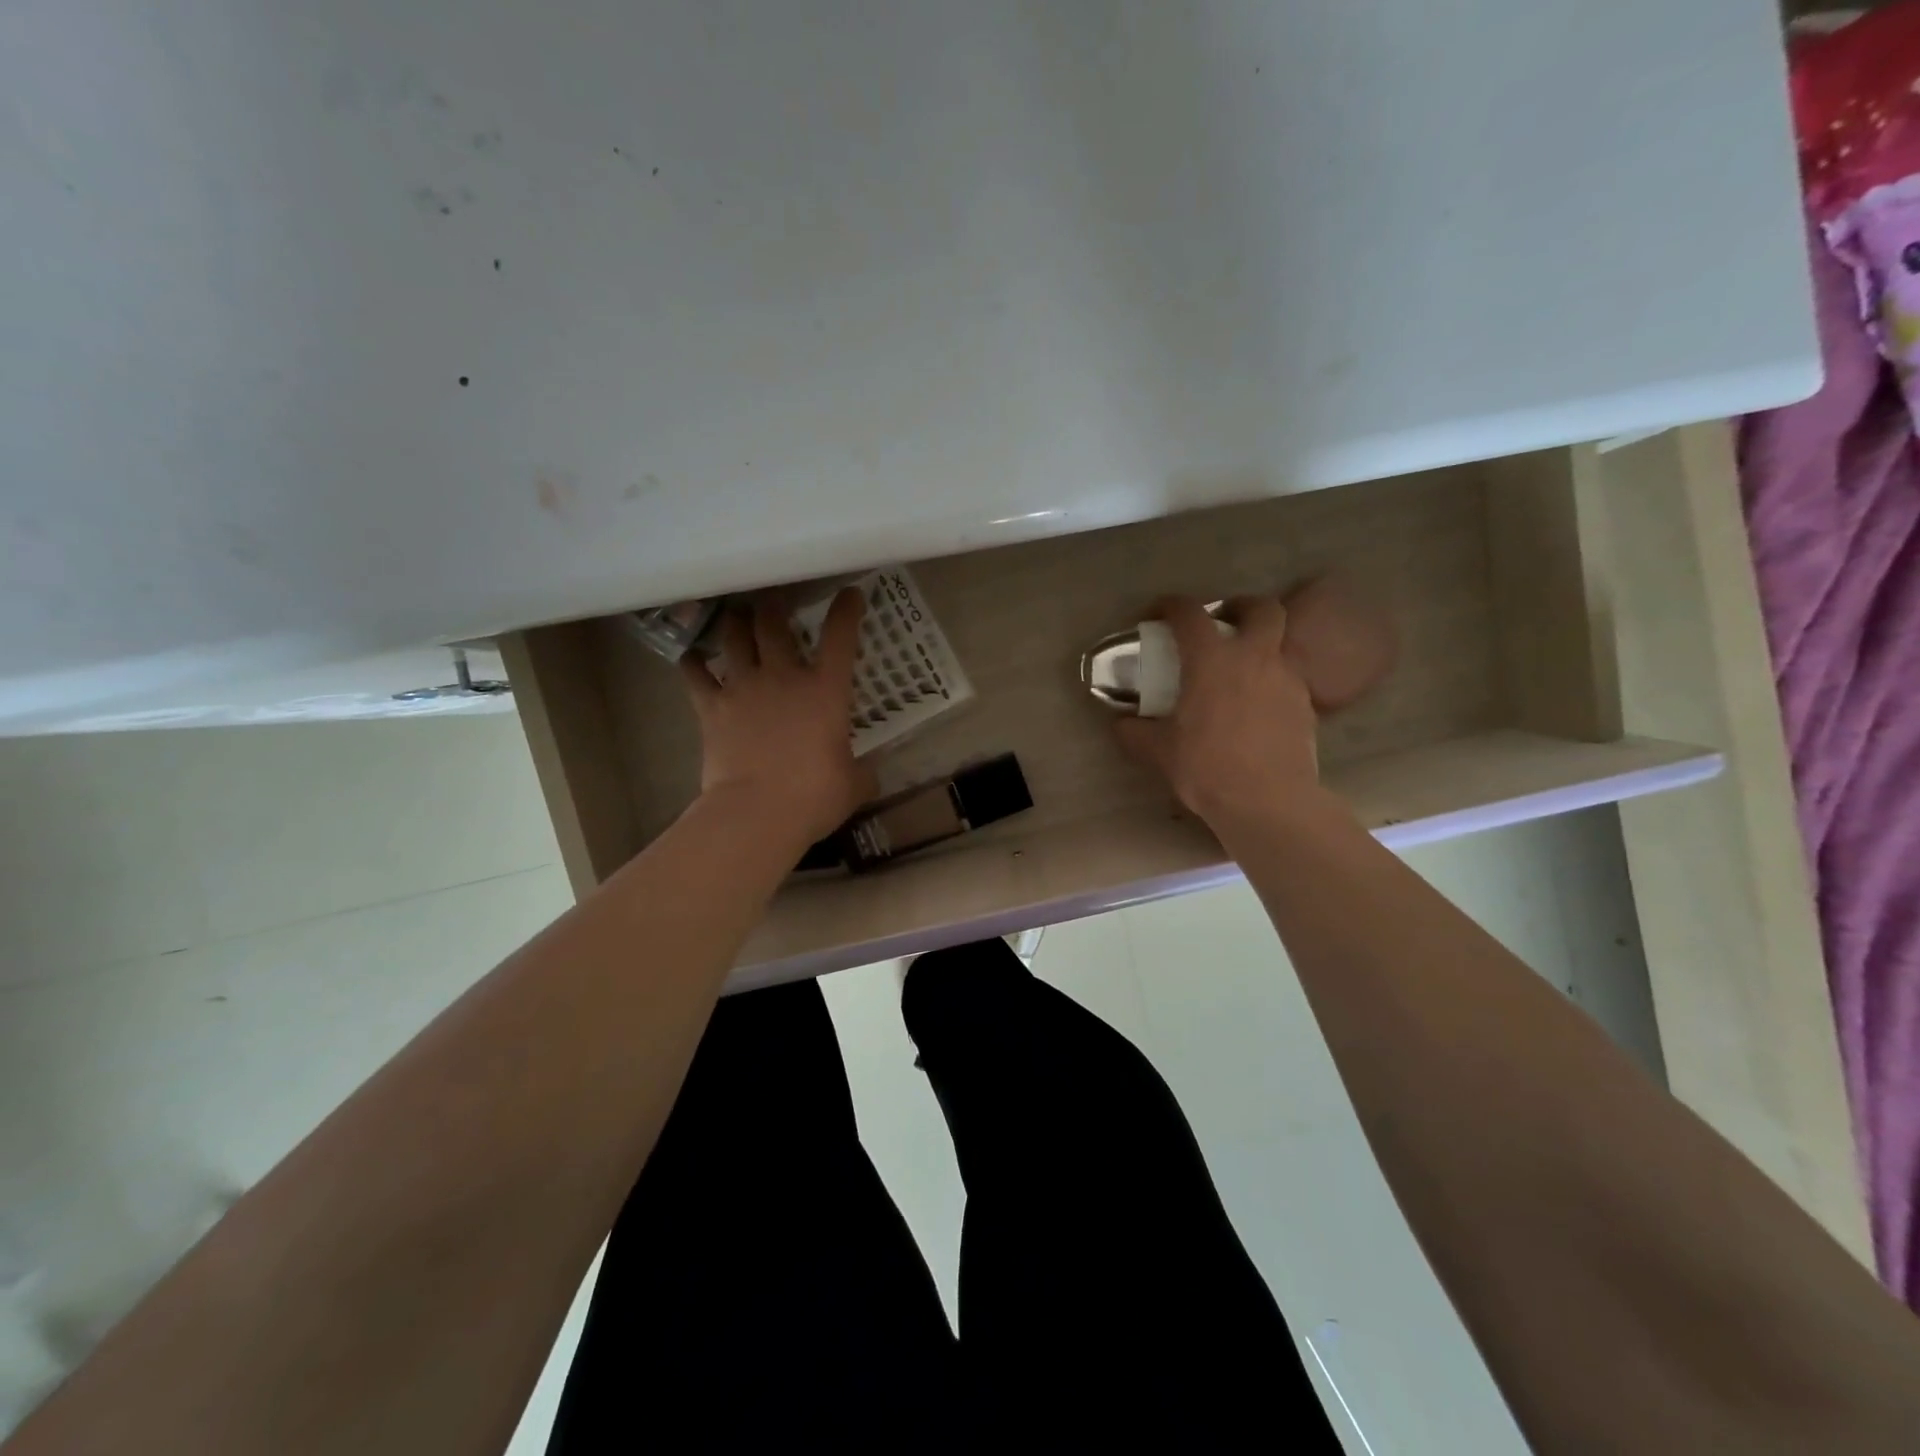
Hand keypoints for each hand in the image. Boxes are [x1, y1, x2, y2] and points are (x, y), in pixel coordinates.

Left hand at [679, 588, 876, 841]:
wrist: (757, 812)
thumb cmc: (814, 796)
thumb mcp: (853, 785)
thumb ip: (862, 771)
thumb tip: (868, 773)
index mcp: (825, 691)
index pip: (840, 637)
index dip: (846, 610)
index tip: (850, 593)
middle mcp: (783, 677)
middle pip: (773, 623)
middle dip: (774, 605)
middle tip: (773, 600)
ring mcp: (743, 688)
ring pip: (733, 637)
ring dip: (735, 623)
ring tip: (736, 615)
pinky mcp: (711, 708)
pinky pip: (695, 674)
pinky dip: (693, 662)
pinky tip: (692, 657)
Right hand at [1113, 594, 1325, 834]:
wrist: (1269, 801)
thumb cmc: (1207, 768)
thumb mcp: (1159, 751)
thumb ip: (1134, 732)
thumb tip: (1119, 723)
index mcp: (1212, 660)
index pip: (1190, 613)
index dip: (1171, 605)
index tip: (1158, 612)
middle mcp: (1255, 658)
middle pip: (1261, 609)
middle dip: (1241, 606)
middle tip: (1223, 621)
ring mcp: (1287, 679)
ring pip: (1282, 642)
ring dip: (1262, 644)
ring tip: (1242, 668)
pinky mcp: (1306, 705)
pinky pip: (1289, 678)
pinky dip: (1272, 680)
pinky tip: (1258, 705)